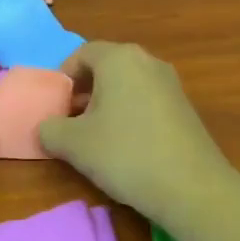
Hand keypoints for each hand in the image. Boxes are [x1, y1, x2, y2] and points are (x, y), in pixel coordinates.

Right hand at [37, 42, 231, 222]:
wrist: (192, 187)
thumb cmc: (125, 154)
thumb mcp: (74, 144)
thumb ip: (50, 129)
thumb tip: (48, 127)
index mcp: (120, 59)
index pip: (82, 54)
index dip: (63, 77)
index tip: (55, 106)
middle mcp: (148, 61)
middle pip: (106, 67)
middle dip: (84, 92)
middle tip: (70, 121)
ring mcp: (171, 84)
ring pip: (128, 85)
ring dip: (107, 104)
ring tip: (96, 137)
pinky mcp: (185, 107)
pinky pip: (147, 101)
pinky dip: (130, 114)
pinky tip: (126, 146)